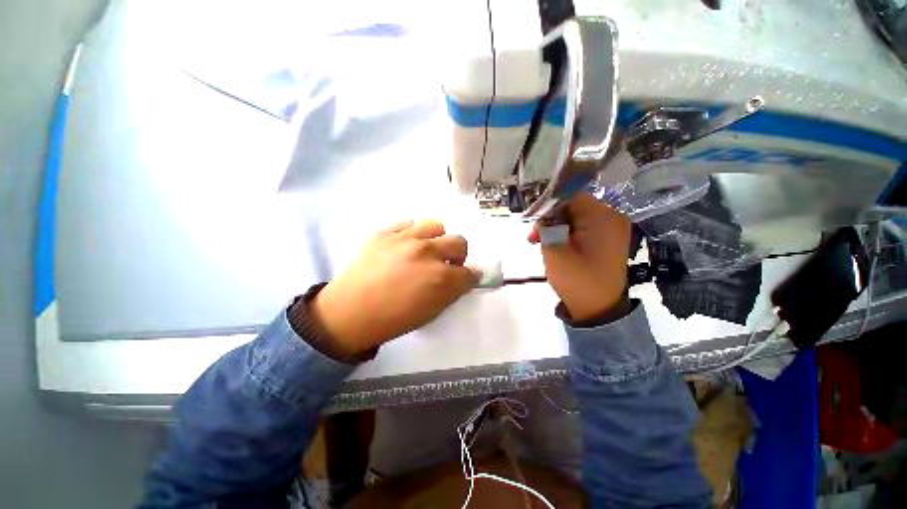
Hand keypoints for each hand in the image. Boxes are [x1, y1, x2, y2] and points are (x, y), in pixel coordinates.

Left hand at [313, 220, 478, 355]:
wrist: (350, 312)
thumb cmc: (393, 319)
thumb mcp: (431, 312)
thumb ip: (452, 292)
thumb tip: (465, 278)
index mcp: (441, 278)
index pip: (469, 272)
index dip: (469, 277)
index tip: (463, 279)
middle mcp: (428, 252)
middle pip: (459, 242)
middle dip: (458, 255)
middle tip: (446, 265)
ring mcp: (405, 238)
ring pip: (436, 225)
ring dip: (437, 239)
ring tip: (426, 250)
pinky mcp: (385, 232)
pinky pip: (408, 223)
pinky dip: (412, 233)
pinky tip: (405, 245)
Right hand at [529, 192, 631, 320]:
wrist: (598, 309)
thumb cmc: (577, 280)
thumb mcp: (555, 250)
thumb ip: (546, 226)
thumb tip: (543, 214)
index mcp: (603, 217)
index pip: (571, 196)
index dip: (549, 204)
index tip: (534, 220)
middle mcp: (611, 217)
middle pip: (573, 206)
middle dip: (551, 219)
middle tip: (534, 237)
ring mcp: (610, 228)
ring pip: (575, 217)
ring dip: (555, 227)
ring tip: (539, 242)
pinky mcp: (606, 239)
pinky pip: (581, 227)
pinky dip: (565, 233)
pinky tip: (553, 244)